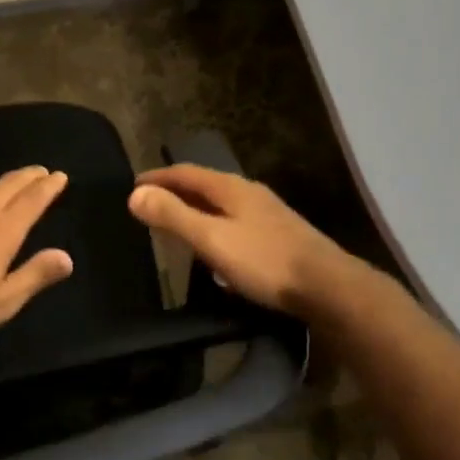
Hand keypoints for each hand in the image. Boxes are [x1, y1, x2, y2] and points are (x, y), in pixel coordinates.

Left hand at [0, 166, 74, 346]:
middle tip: (40, 171)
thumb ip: (35, 276)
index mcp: (1, 232)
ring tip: (9, 186)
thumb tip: (66, 257)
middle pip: (7, 186)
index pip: (32, 200)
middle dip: (27, 177)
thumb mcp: (2, 302)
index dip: (48, 187)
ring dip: (0, 186)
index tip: (59, 176)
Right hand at [128, 164, 358, 316]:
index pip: (186, 172)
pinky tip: (213, 249)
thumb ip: (174, 216)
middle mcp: (250, 193)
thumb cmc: (265, 261)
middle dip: (174, 193)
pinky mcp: (278, 236)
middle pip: (204, 186)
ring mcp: (267, 215)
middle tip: (147, 206)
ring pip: (221, 206)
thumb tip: (135, 194)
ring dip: (194, 211)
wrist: (326, 287)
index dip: (157, 177)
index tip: (132, 186)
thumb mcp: (212, 239)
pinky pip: (234, 224)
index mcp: (231, 188)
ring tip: (173, 225)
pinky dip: (213, 228)